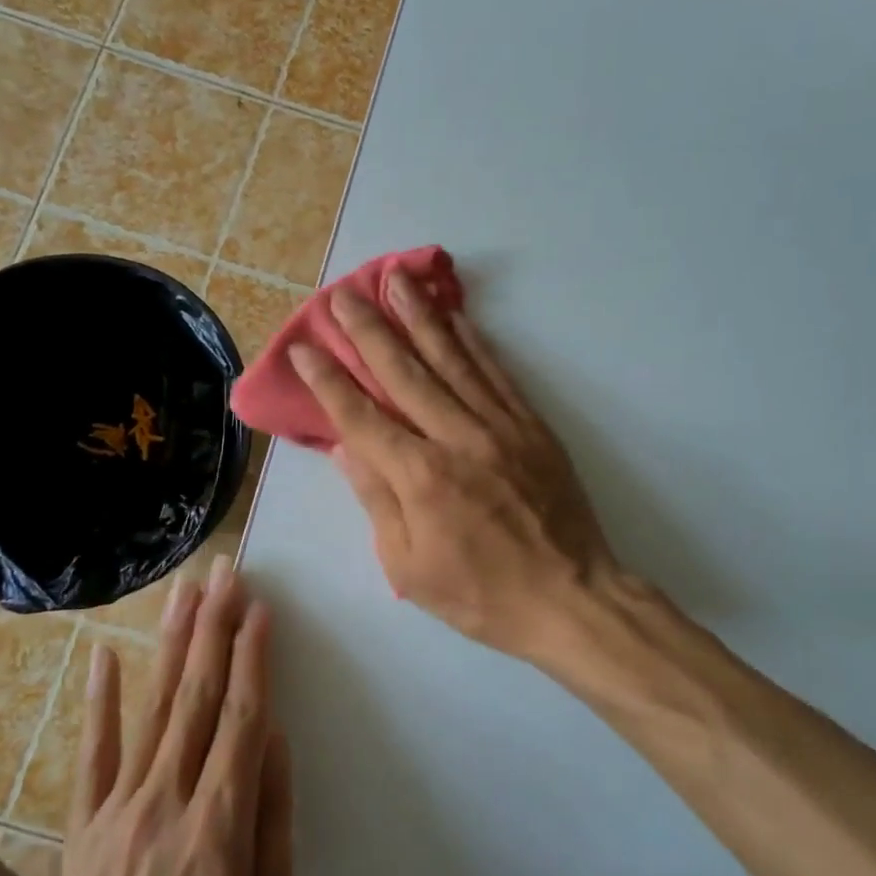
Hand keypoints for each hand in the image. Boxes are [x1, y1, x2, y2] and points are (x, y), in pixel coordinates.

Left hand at [31, 557, 294, 875]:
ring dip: (172, 643)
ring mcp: (118, 810)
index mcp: (220, 823)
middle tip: (226, 572)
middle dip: (215, 627)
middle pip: (198, 696)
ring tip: (185, 590)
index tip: (260, 608)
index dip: (253, 657)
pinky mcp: (83, 828)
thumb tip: (275, 740)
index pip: (242, 717)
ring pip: (153, 707)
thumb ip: (273, 820)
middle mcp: (168, 799)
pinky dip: (100, 701)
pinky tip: (105, 655)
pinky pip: (93, 754)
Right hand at [291, 276, 618, 659]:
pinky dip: (473, 340)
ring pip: (450, 358)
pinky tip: (455, 315)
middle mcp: (455, 438)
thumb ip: (376, 500)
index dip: (329, 380)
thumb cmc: (481, 594)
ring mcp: (498, 425)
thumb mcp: (409, 566)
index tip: (306, 348)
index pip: (361, 416)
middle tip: (342, 294)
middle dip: (368, 329)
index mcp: (418, 477)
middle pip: (403, 372)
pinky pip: (496, 372)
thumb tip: (345, 448)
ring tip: (395, 278)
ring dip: (419, 316)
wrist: (570, 596)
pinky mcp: (531, 425)